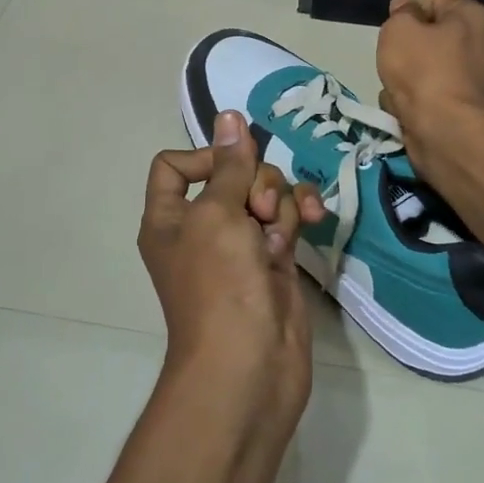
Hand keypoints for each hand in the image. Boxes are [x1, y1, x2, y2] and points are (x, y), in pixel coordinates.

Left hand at [138, 111, 325, 419]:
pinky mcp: (274, 260)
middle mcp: (202, 228)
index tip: (233, 165)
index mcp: (169, 218)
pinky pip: (288, 219)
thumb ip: (229, 165)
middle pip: (230, 175)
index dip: (206, 157)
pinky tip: (314, 222)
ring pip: (265, 194)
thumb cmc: (219, 285)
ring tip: (285, 229)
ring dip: (281, 200)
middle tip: (261, 211)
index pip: (175, 165)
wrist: (249, 365)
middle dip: (254, 182)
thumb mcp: (217, 215)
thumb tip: (229, 117)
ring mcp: (241, 245)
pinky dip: (300, 216)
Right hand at [376, 0, 483, 175]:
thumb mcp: (399, 30)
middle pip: (434, 36)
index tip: (390, 29)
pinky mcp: (472, 109)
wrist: (450, 133)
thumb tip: (406, 6)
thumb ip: (401, 13)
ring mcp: (480, 79)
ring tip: (397, 92)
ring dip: (409, 80)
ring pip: (431, 69)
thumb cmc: (423, 72)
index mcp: (473, 16)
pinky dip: (420, 103)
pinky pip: (436, 96)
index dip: (407, 10)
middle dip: (408, 50)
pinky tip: (407, 112)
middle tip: (392, 61)